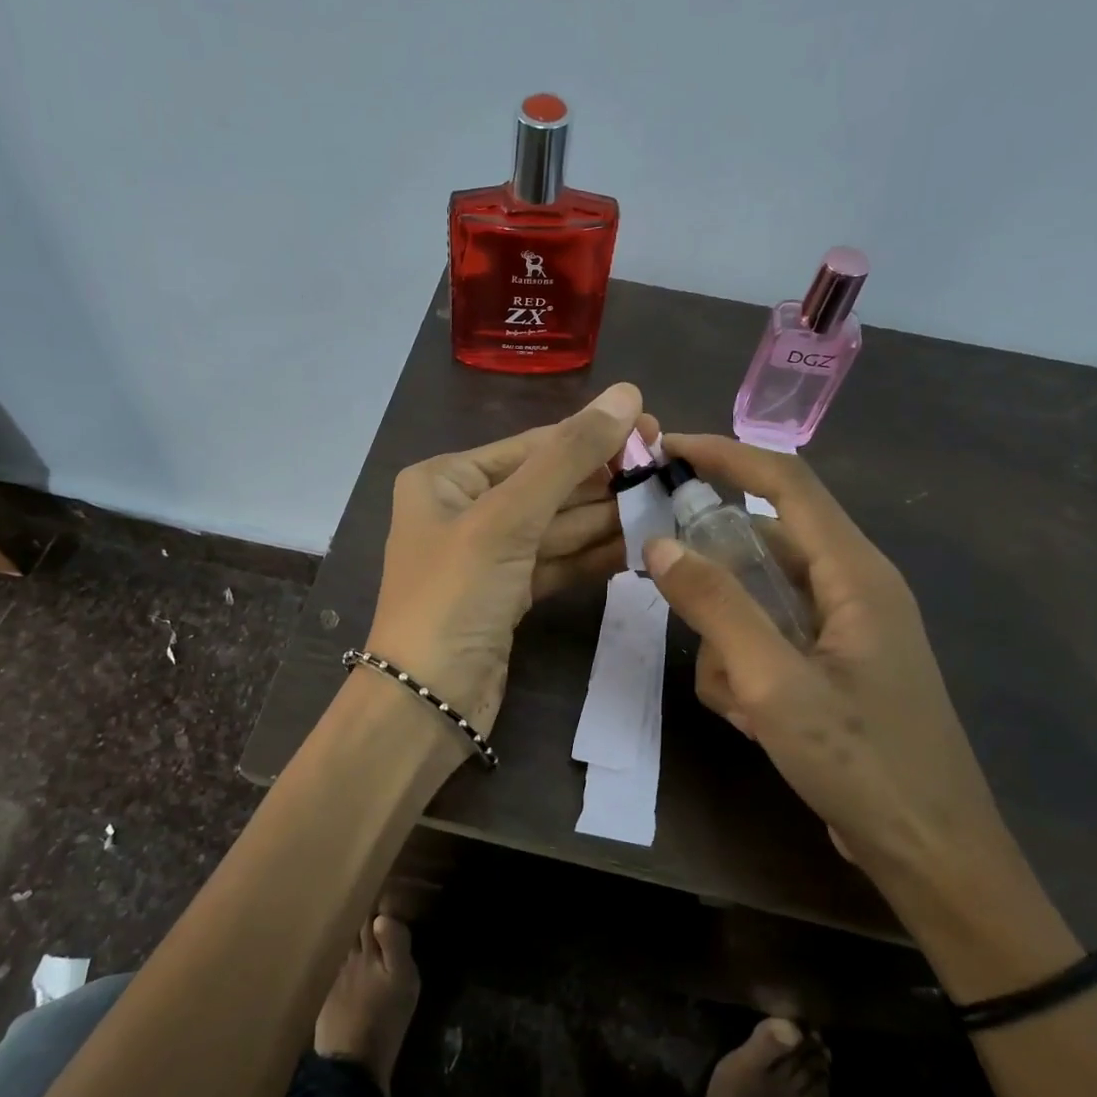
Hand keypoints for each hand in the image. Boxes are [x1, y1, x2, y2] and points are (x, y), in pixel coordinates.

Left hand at [365, 384, 642, 735]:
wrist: (427, 702)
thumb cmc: (454, 596)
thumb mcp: (507, 518)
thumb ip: (567, 457)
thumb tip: (626, 394)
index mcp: (446, 479)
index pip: (532, 446)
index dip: (594, 436)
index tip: (656, 429)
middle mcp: (464, 510)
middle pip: (547, 485)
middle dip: (604, 481)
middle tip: (669, 473)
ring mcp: (487, 556)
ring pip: (556, 527)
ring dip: (607, 519)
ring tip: (666, 506)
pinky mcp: (507, 595)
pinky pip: (556, 562)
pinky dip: (593, 555)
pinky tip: (639, 545)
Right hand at [642, 434, 1009, 892]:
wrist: (929, 854)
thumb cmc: (862, 762)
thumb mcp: (775, 683)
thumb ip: (717, 607)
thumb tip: (660, 545)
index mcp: (854, 573)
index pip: (786, 481)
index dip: (726, 454)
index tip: (664, 449)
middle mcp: (851, 588)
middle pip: (763, 542)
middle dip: (712, 569)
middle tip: (662, 587)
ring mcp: (841, 630)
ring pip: (757, 599)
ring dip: (727, 639)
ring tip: (736, 697)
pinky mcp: (830, 666)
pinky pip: (768, 640)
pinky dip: (744, 669)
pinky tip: (750, 717)